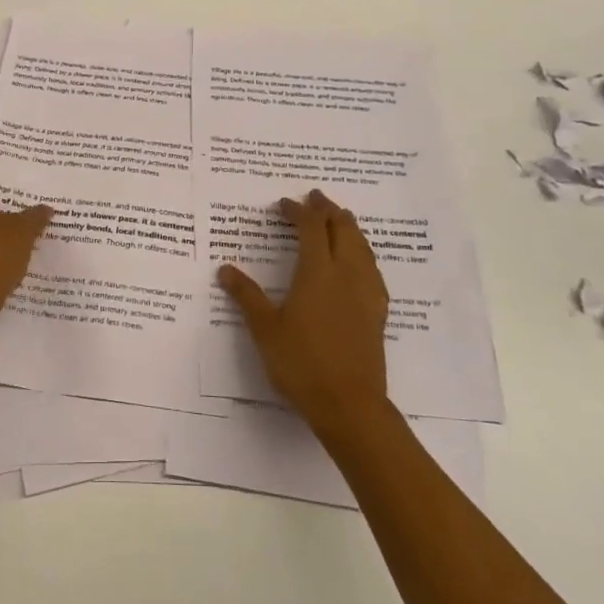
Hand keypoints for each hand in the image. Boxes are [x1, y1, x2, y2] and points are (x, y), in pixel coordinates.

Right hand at [217, 189, 389, 434]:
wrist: (349, 405)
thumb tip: (225, 269)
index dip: (299, 211)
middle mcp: (346, 275)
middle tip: (315, 198)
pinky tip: (359, 262)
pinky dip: (363, 253)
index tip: (284, 204)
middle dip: (328, 210)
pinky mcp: (377, 312)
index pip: (311, 228)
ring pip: (362, 246)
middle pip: (343, 229)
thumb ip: (247, 296)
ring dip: (349, 227)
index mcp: (317, 273)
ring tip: (339, 219)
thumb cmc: (302, 364)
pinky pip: (372, 269)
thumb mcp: (265, 330)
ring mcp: (366, 293)